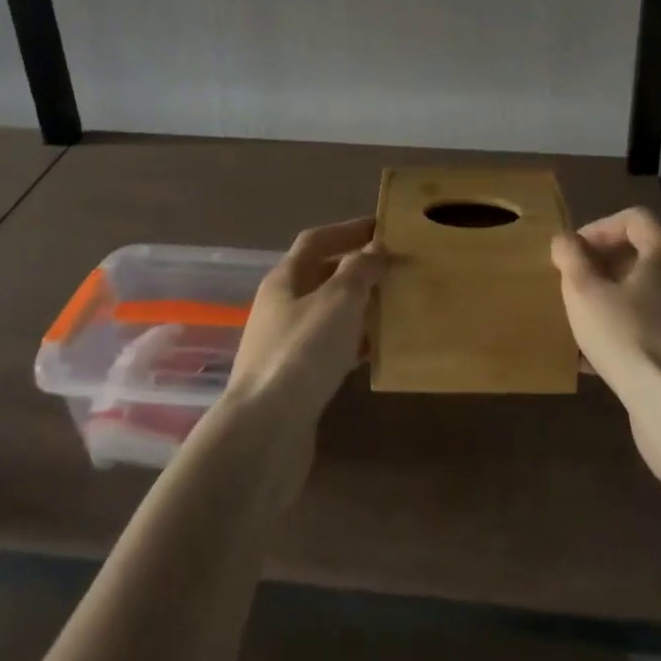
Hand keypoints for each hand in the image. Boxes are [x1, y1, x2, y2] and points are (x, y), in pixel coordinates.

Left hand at [225, 217, 384, 433]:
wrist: (265, 432)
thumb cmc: (303, 352)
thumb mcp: (338, 299)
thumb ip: (360, 269)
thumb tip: (376, 249)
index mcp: (284, 279)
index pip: (316, 240)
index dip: (348, 230)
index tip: (382, 228)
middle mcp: (279, 307)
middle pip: (320, 276)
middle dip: (356, 269)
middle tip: (395, 269)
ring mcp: (283, 346)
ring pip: (327, 314)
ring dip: (358, 307)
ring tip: (394, 306)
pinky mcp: (293, 381)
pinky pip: (329, 349)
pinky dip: (353, 343)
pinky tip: (377, 352)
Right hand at [551, 207, 660, 427]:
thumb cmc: (628, 336)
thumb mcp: (584, 291)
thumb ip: (571, 257)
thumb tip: (565, 240)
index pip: (634, 219)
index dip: (599, 228)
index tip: (574, 252)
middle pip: (645, 254)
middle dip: (606, 264)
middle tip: (578, 282)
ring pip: (651, 292)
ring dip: (617, 297)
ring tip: (586, 318)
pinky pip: (659, 325)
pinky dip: (632, 327)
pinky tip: (602, 356)